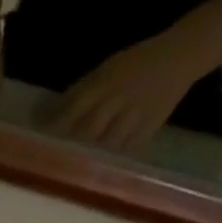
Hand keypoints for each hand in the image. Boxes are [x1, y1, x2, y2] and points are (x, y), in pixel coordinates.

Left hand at [54, 31, 207, 153]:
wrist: (182, 55)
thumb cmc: (137, 62)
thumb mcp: (107, 68)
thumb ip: (82, 91)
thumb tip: (52, 115)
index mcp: (106, 81)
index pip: (74, 109)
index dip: (56, 127)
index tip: (40, 141)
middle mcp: (119, 99)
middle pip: (88, 130)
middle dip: (71, 146)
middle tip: (55, 161)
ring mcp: (135, 114)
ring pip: (106, 143)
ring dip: (90, 156)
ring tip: (76, 167)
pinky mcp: (150, 126)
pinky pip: (126, 148)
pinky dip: (113, 158)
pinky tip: (101, 166)